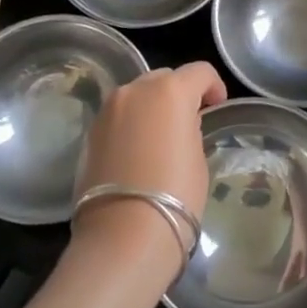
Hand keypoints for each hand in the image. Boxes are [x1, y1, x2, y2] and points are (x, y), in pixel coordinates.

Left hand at [71, 62, 225, 266]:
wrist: (124, 235)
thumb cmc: (176, 195)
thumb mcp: (198, 157)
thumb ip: (190, 128)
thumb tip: (180, 125)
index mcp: (170, 91)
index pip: (199, 72)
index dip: (214, 87)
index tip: (216, 107)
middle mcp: (135, 90)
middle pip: (164, 78)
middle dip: (179, 94)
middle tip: (188, 123)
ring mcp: (108, 110)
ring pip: (137, 96)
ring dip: (151, 108)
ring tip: (160, 139)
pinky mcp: (90, 133)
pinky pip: (118, 117)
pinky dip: (131, 125)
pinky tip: (137, 154)